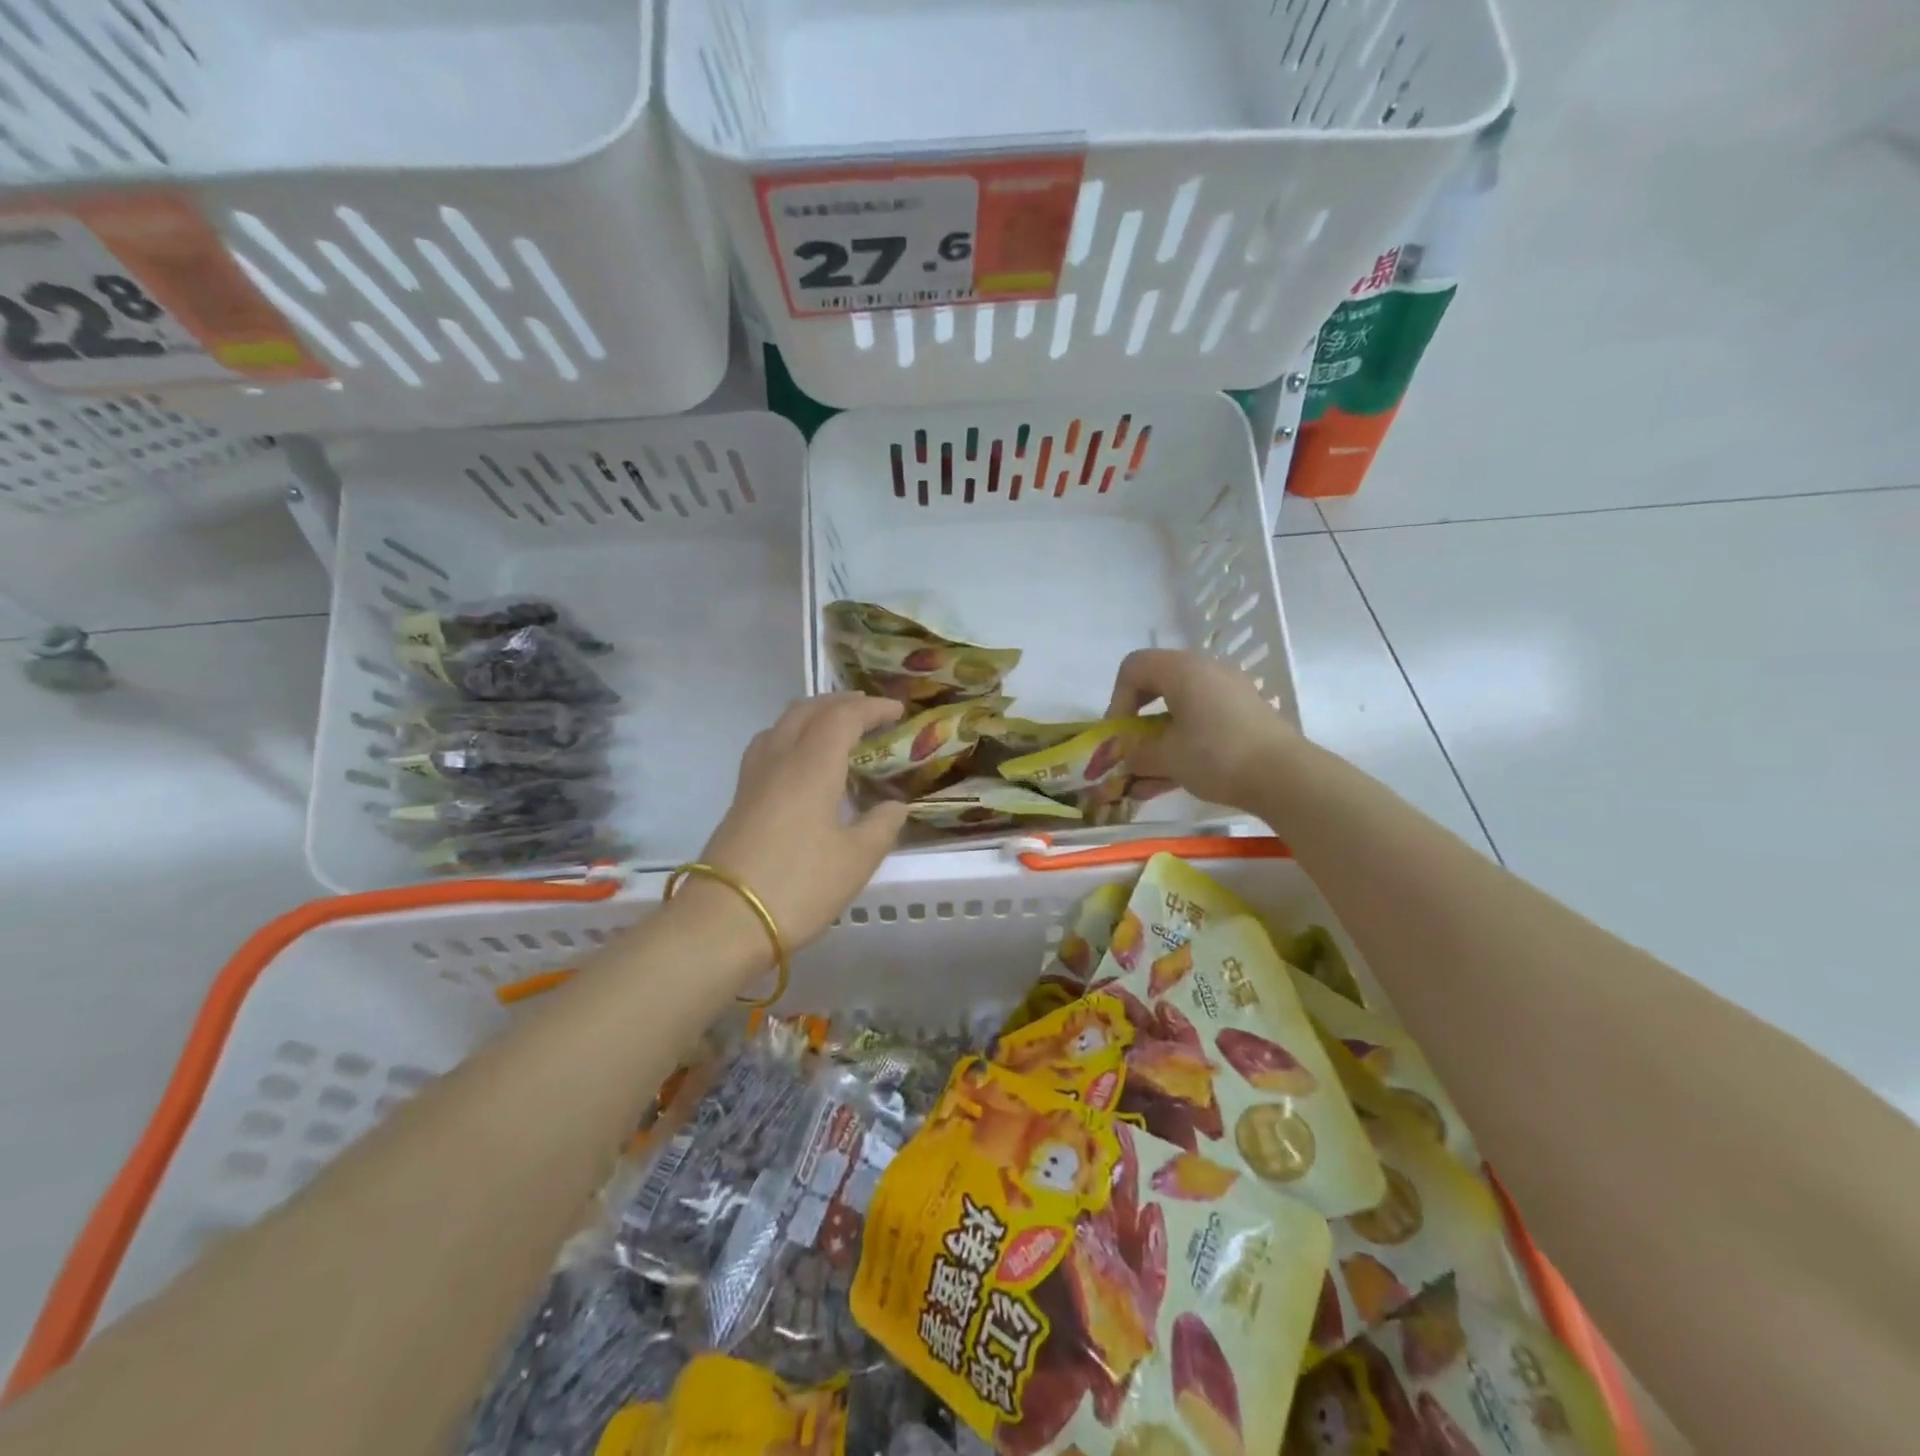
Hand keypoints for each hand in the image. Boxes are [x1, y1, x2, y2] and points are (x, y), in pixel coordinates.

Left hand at [692, 693, 909, 952]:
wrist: (724, 921)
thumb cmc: (799, 886)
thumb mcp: (856, 860)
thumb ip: (881, 826)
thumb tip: (895, 806)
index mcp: (812, 765)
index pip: (844, 717)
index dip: (873, 708)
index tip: (898, 711)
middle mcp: (780, 759)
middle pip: (808, 710)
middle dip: (841, 703)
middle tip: (869, 712)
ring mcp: (754, 777)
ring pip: (782, 724)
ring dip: (813, 716)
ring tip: (836, 729)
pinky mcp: (740, 798)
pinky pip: (768, 746)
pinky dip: (792, 736)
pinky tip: (800, 761)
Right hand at [1106, 649, 1296, 809]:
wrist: (1285, 776)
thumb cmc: (1216, 755)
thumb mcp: (1166, 756)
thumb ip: (1136, 753)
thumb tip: (1125, 756)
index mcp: (1182, 669)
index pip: (1134, 667)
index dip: (1117, 700)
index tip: (1119, 734)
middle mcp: (1205, 672)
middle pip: (1156, 687)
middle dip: (1137, 722)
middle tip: (1130, 750)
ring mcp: (1228, 694)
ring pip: (1179, 712)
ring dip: (1156, 743)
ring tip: (1142, 781)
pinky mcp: (1243, 717)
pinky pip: (1200, 725)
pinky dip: (1181, 748)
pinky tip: (1164, 785)